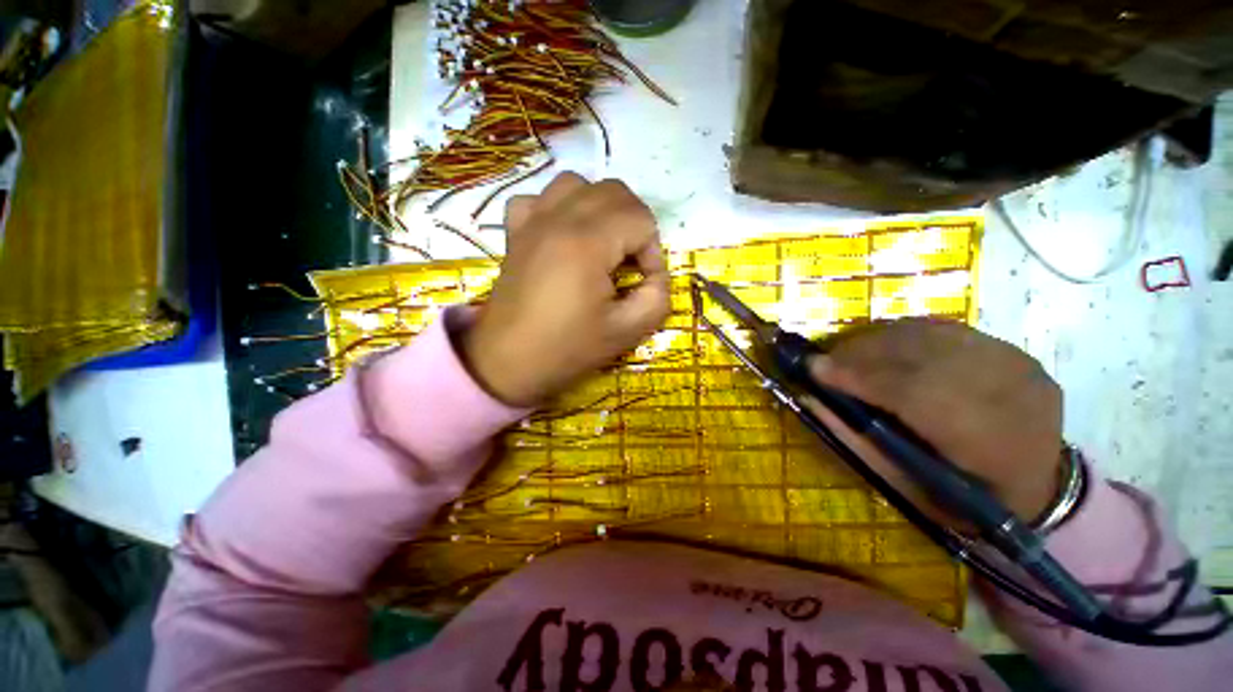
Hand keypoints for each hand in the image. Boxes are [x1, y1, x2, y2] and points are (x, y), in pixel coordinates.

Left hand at [461, 172, 670, 405]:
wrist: (507, 363)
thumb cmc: (567, 349)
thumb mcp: (627, 332)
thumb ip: (657, 297)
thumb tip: (656, 275)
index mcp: (586, 243)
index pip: (640, 218)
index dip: (652, 250)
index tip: (644, 281)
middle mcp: (557, 218)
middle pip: (614, 191)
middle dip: (634, 223)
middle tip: (631, 262)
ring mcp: (531, 221)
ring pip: (577, 184)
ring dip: (600, 208)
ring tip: (602, 243)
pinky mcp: (515, 232)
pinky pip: (538, 198)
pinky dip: (558, 208)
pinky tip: (562, 236)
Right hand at [801, 319, 1063, 521]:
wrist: (1039, 487)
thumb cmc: (965, 501)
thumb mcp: (906, 486)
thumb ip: (856, 440)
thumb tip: (810, 400)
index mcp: (992, 445)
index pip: (914, 394)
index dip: (858, 377)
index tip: (814, 368)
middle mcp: (1013, 394)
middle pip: (921, 357)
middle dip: (861, 354)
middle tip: (824, 359)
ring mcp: (1017, 365)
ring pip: (932, 336)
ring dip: (878, 341)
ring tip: (846, 353)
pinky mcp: (1012, 351)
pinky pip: (945, 330)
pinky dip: (904, 335)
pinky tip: (881, 347)